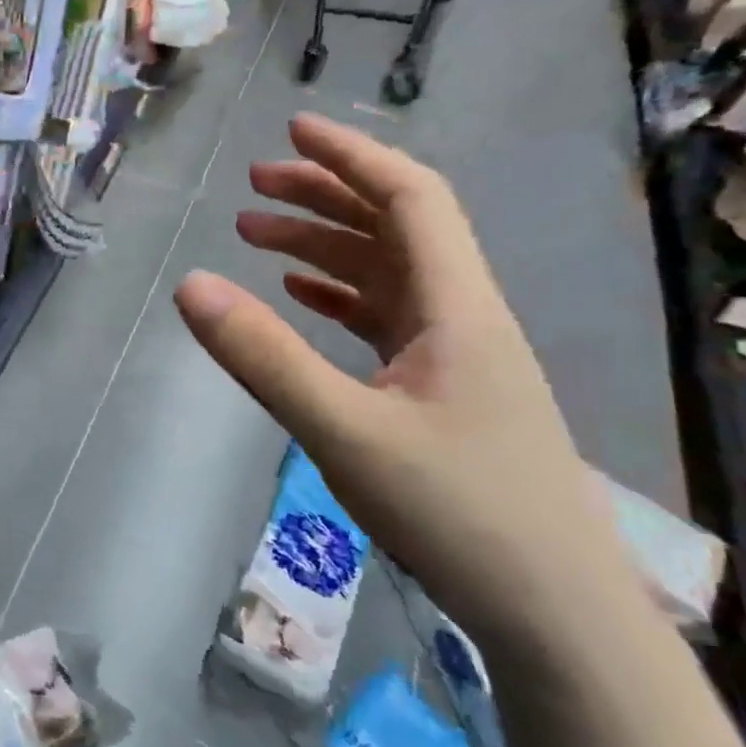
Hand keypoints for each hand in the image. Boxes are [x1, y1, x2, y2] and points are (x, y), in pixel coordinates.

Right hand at [174, 114, 638, 651]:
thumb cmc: (459, 512)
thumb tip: (188, 285)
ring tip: (255, 237)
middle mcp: (462, 316)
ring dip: (325, 246)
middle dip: (324, 196)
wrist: (556, 615)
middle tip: (253, 187)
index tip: (292, 131)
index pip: (411, 198)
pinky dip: (339, 294)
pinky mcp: (442, 391)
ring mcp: (454, 356)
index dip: (352, 157)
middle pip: (396, 228)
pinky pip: (385, 319)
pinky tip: (302, 296)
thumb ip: (264, 356)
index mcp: (456, 307)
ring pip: (386, 274)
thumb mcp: (344, 431)